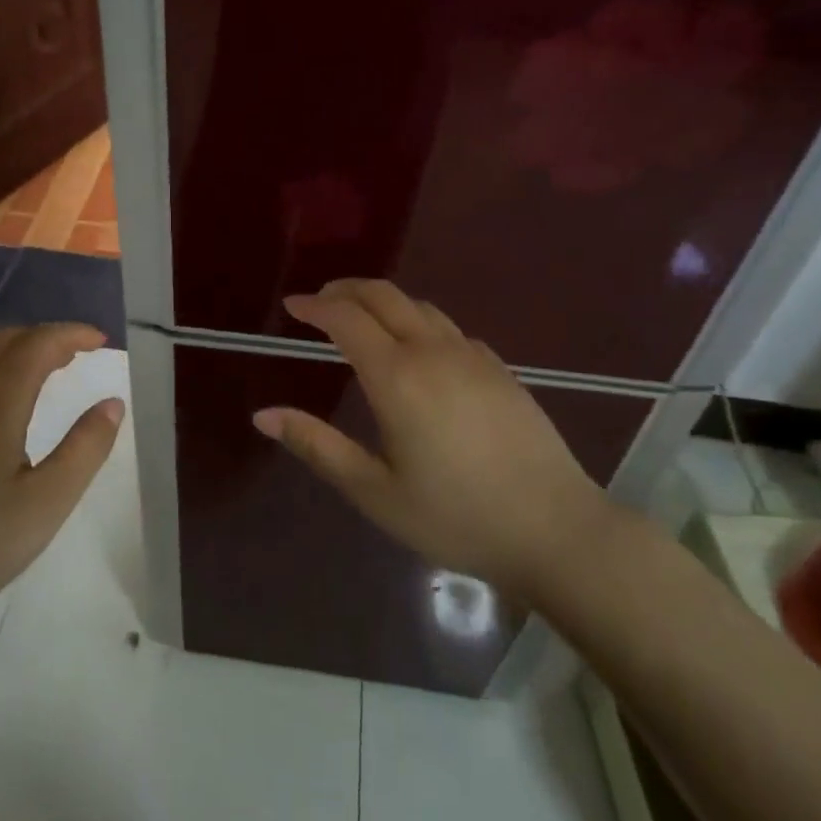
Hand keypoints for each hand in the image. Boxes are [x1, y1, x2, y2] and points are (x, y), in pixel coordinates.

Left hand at [0, 324, 123, 644]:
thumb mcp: (45, 505)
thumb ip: (85, 449)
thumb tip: (112, 403)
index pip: (39, 343)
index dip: (73, 334)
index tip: (99, 340)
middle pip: (2, 341)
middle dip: (41, 340)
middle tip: (71, 358)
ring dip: (6, 359)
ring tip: (32, 384)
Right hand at [253, 280, 608, 601]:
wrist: (557, 531)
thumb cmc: (455, 516)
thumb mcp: (374, 491)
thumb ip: (317, 446)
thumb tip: (262, 415)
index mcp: (397, 377)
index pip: (346, 318)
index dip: (314, 306)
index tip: (292, 306)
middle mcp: (433, 352)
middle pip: (384, 296)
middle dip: (345, 290)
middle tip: (319, 302)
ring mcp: (473, 356)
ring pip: (419, 306)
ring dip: (382, 302)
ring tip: (360, 319)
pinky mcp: (500, 369)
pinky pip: (449, 328)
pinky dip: (418, 321)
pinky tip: (417, 349)